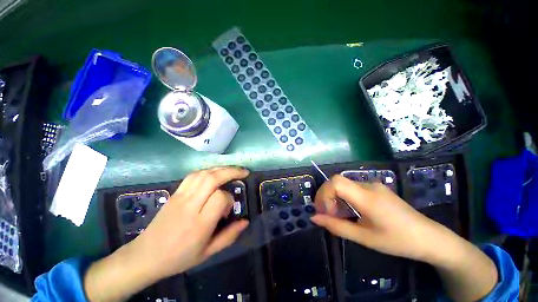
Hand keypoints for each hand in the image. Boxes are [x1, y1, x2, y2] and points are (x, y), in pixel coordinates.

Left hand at [84, 167, 249, 301]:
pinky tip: (214, 174)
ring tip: (231, 170)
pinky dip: (207, 171)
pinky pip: (193, 175)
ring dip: (220, 169)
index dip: (229, 199)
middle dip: (231, 171)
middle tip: (243, 172)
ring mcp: (180, 197)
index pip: (219, 198)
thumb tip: (246, 221)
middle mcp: (190, 206)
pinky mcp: (175, 193)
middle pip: (212, 178)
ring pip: (202, 173)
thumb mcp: (208, 253)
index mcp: (199, 224)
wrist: (145, 256)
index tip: (230, 207)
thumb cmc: (179, 257)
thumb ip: (229, 236)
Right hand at [310, 175, 498, 301]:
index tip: (323, 211)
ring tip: (338, 215)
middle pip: (337, 181)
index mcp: (367, 197)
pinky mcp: (376, 189)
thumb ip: (337, 226)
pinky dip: (344, 198)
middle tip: (327, 214)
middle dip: (326, 196)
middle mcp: (368, 185)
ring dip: (335, 198)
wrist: (430, 238)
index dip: (324, 194)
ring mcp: (373, 185)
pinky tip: (350, 212)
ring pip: (344, 185)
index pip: (336, 182)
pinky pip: (353, 188)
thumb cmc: (398, 241)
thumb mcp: (364, 238)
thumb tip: (314, 218)